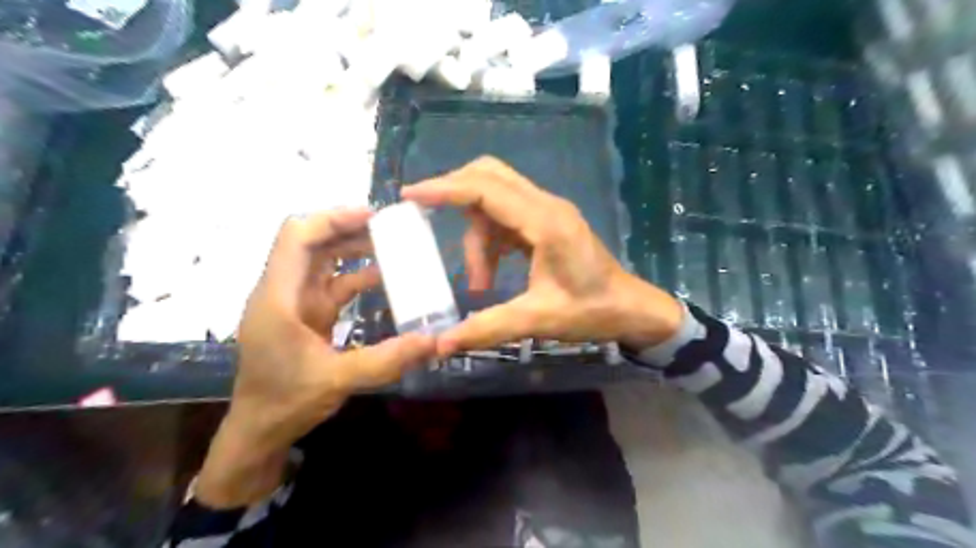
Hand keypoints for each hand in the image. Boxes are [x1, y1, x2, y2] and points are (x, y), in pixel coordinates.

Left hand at [195, 209, 432, 508]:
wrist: (259, 430)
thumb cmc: (286, 402)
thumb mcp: (339, 380)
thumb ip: (388, 359)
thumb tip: (435, 341)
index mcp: (278, 297)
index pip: (296, 237)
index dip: (332, 219)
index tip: (372, 216)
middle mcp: (282, 291)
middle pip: (311, 242)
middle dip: (349, 229)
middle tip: (391, 227)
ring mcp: (295, 302)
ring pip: (323, 260)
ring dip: (354, 248)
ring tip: (392, 245)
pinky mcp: (307, 314)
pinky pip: (333, 283)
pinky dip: (357, 275)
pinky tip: (385, 277)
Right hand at [401, 157, 681, 356]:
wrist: (631, 308)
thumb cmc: (592, 312)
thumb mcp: (538, 320)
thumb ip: (489, 328)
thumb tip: (441, 344)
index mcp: (545, 222)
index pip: (486, 190)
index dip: (445, 189)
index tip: (410, 196)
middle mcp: (545, 206)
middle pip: (489, 176)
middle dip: (454, 194)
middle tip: (425, 217)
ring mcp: (547, 211)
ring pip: (494, 200)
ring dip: (476, 236)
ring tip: (478, 283)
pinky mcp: (547, 222)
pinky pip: (506, 216)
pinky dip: (489, 240)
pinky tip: (490, 273)